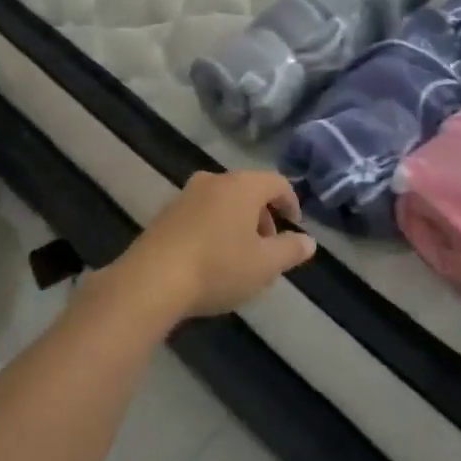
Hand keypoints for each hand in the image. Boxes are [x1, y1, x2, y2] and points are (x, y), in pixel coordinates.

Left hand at [111, 170, 315, 322]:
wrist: (152, 280)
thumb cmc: (218, 267)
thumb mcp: (264, 265)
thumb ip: (290, 250)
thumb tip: (308, 241)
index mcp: (242, 185)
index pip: (277, 182)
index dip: (290, 202)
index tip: (295, 225)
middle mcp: (214, 180)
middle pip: (248, 190)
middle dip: (263, 216)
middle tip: (268, 248)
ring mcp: (186, 194)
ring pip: (223, 201)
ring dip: (238, 222)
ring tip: (240, 257)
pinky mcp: (166, 213)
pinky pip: (201, 213)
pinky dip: (214, 227)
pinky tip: (211, 259)